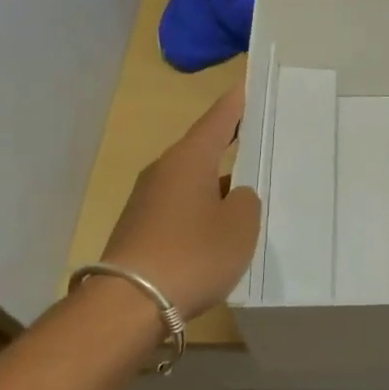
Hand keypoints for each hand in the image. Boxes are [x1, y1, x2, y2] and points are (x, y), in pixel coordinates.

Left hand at [97, 86, 260, 317]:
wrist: (129, 304)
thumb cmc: (194, 253)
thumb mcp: (240, 224)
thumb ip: (245, 201)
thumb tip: (233, 196)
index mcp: (189, 159)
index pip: (218, 119)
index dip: (237, 103)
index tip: (249, 84)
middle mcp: (164, 171)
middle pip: (202, 147)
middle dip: (229, 141)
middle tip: (259, 136)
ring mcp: (147, 201)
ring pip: (191, 179)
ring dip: (216, 180)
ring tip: (248, 187)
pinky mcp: (141, 229)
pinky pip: (180, 206)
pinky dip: (202, 208)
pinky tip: (220, 227)